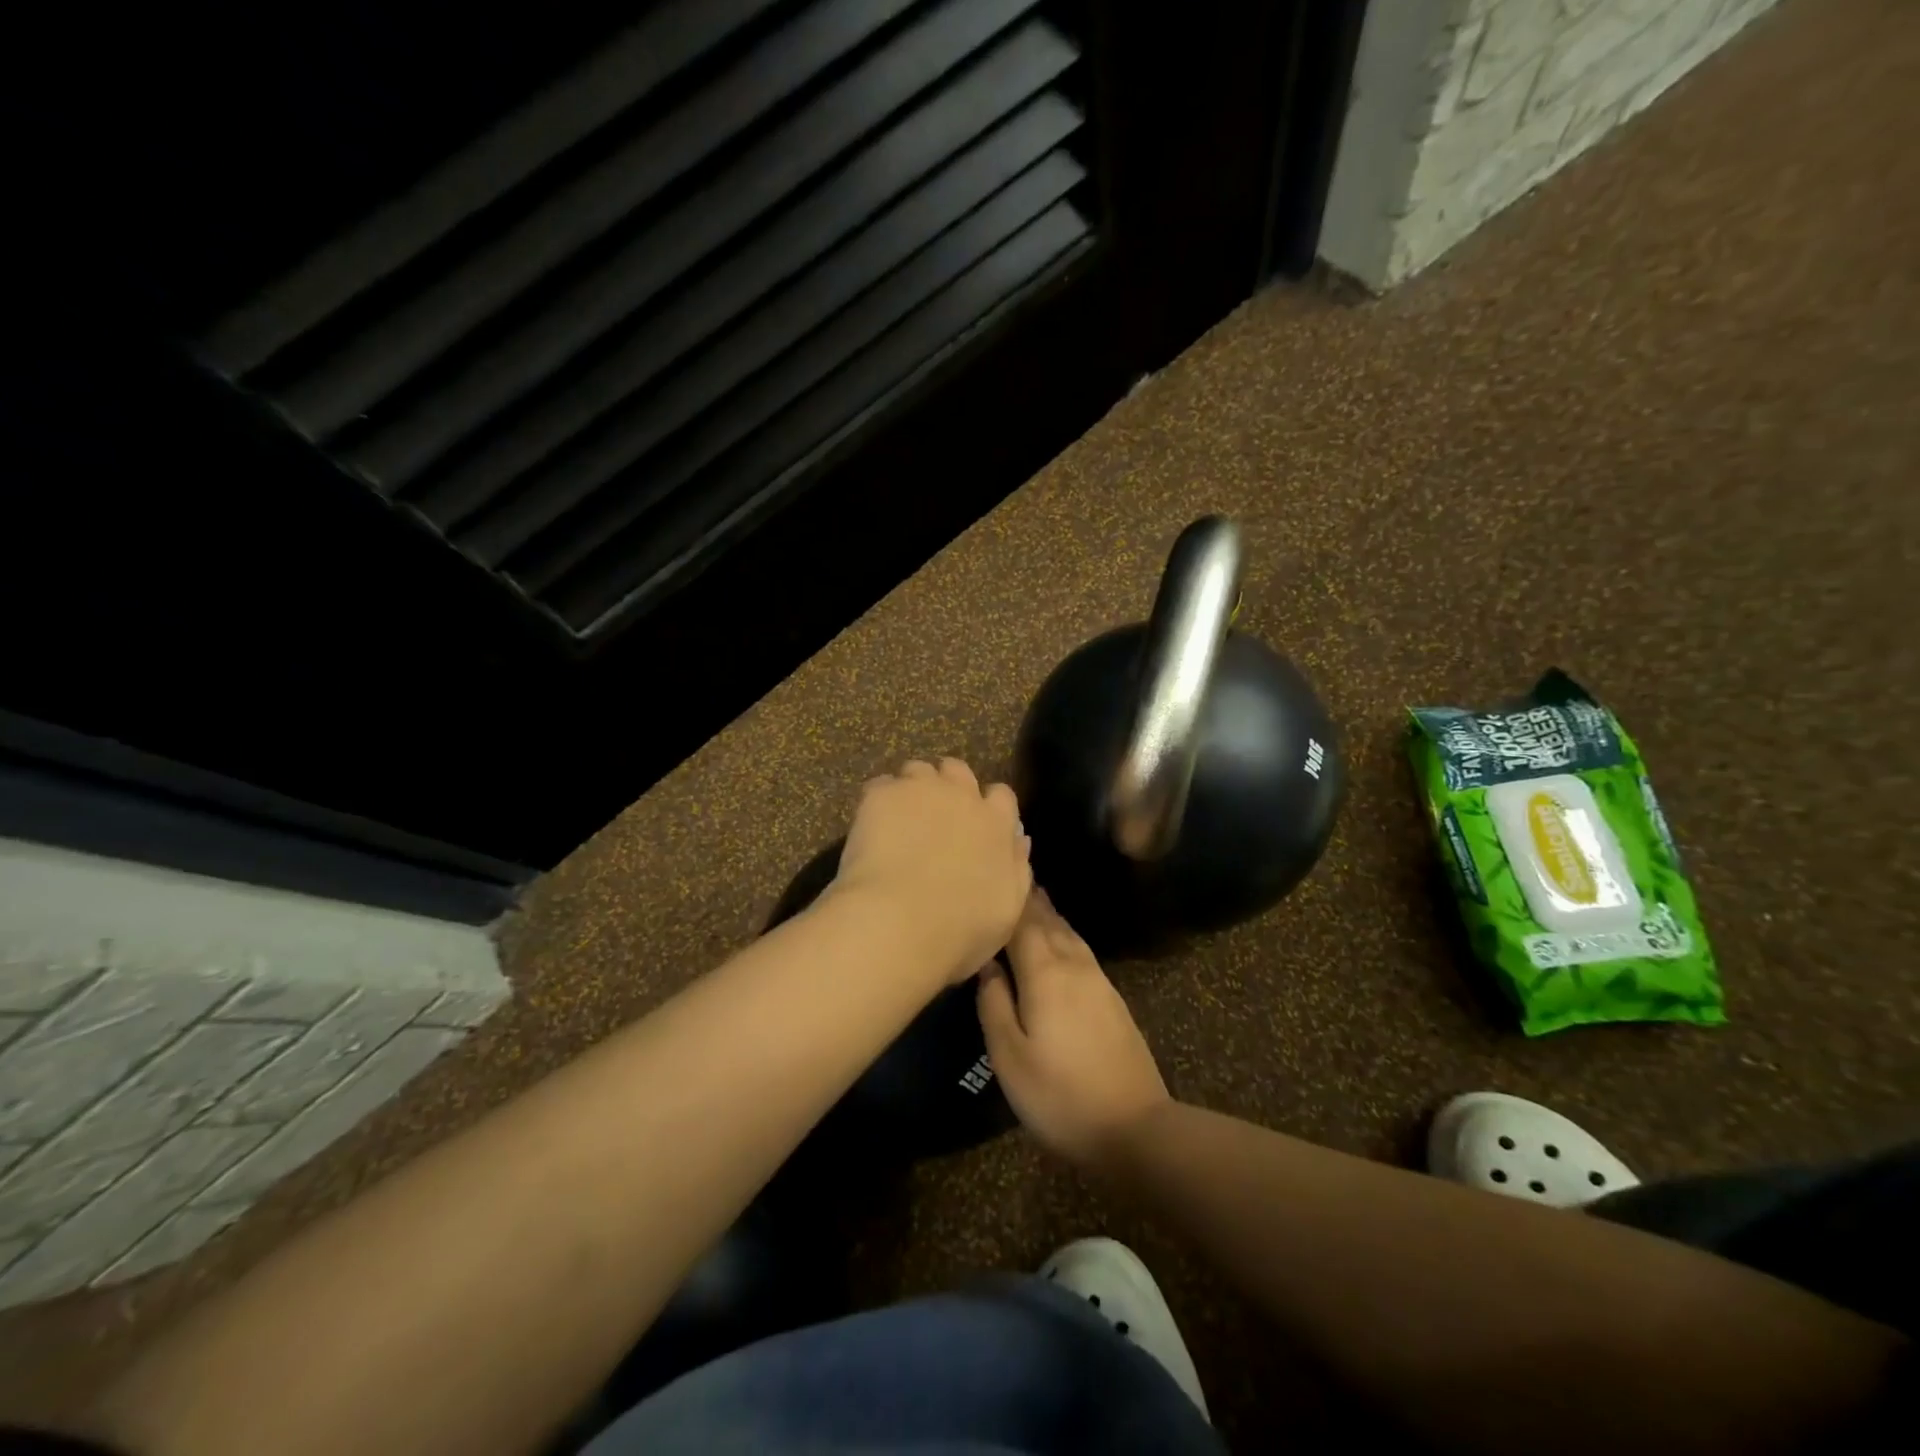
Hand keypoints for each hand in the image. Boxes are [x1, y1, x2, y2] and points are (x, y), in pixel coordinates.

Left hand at [832, 758, 1031, 983]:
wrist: (897, 924)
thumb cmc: (959, 931)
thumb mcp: (1006, 912)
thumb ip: (1016, 869)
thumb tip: (1019, 841)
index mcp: (996, 825)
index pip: (1002, 796)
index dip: (989, 806)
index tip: (977, 825)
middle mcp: (961, 796)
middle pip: (958, 771)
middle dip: (949, 786)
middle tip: (935, 815)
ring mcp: (919, 790)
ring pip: (918, 770)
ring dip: (913, 788)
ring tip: (900, 818)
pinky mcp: (881, 795)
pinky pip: (880, 786)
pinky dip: (878, 802)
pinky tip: (870, 827)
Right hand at [977, 890, 1170, 1168]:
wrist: (1135, 1128)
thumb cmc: (1060, 1095)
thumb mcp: (1010, 1057)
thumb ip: (994, 1004)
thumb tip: (986, 965)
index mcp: (1045, 973)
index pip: (1023, 922)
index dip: (1010, 896)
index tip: (997, 868)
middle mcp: (1074, 965)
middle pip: (1048, 921)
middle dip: (1030, 898)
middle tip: (1012, 872)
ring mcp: (1098, 981)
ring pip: (1068, 934)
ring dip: (1049, 914)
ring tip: (1033, 898)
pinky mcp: (1112, 999)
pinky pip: (1081, 950)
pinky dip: (1064, 935)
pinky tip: (1060, 941)